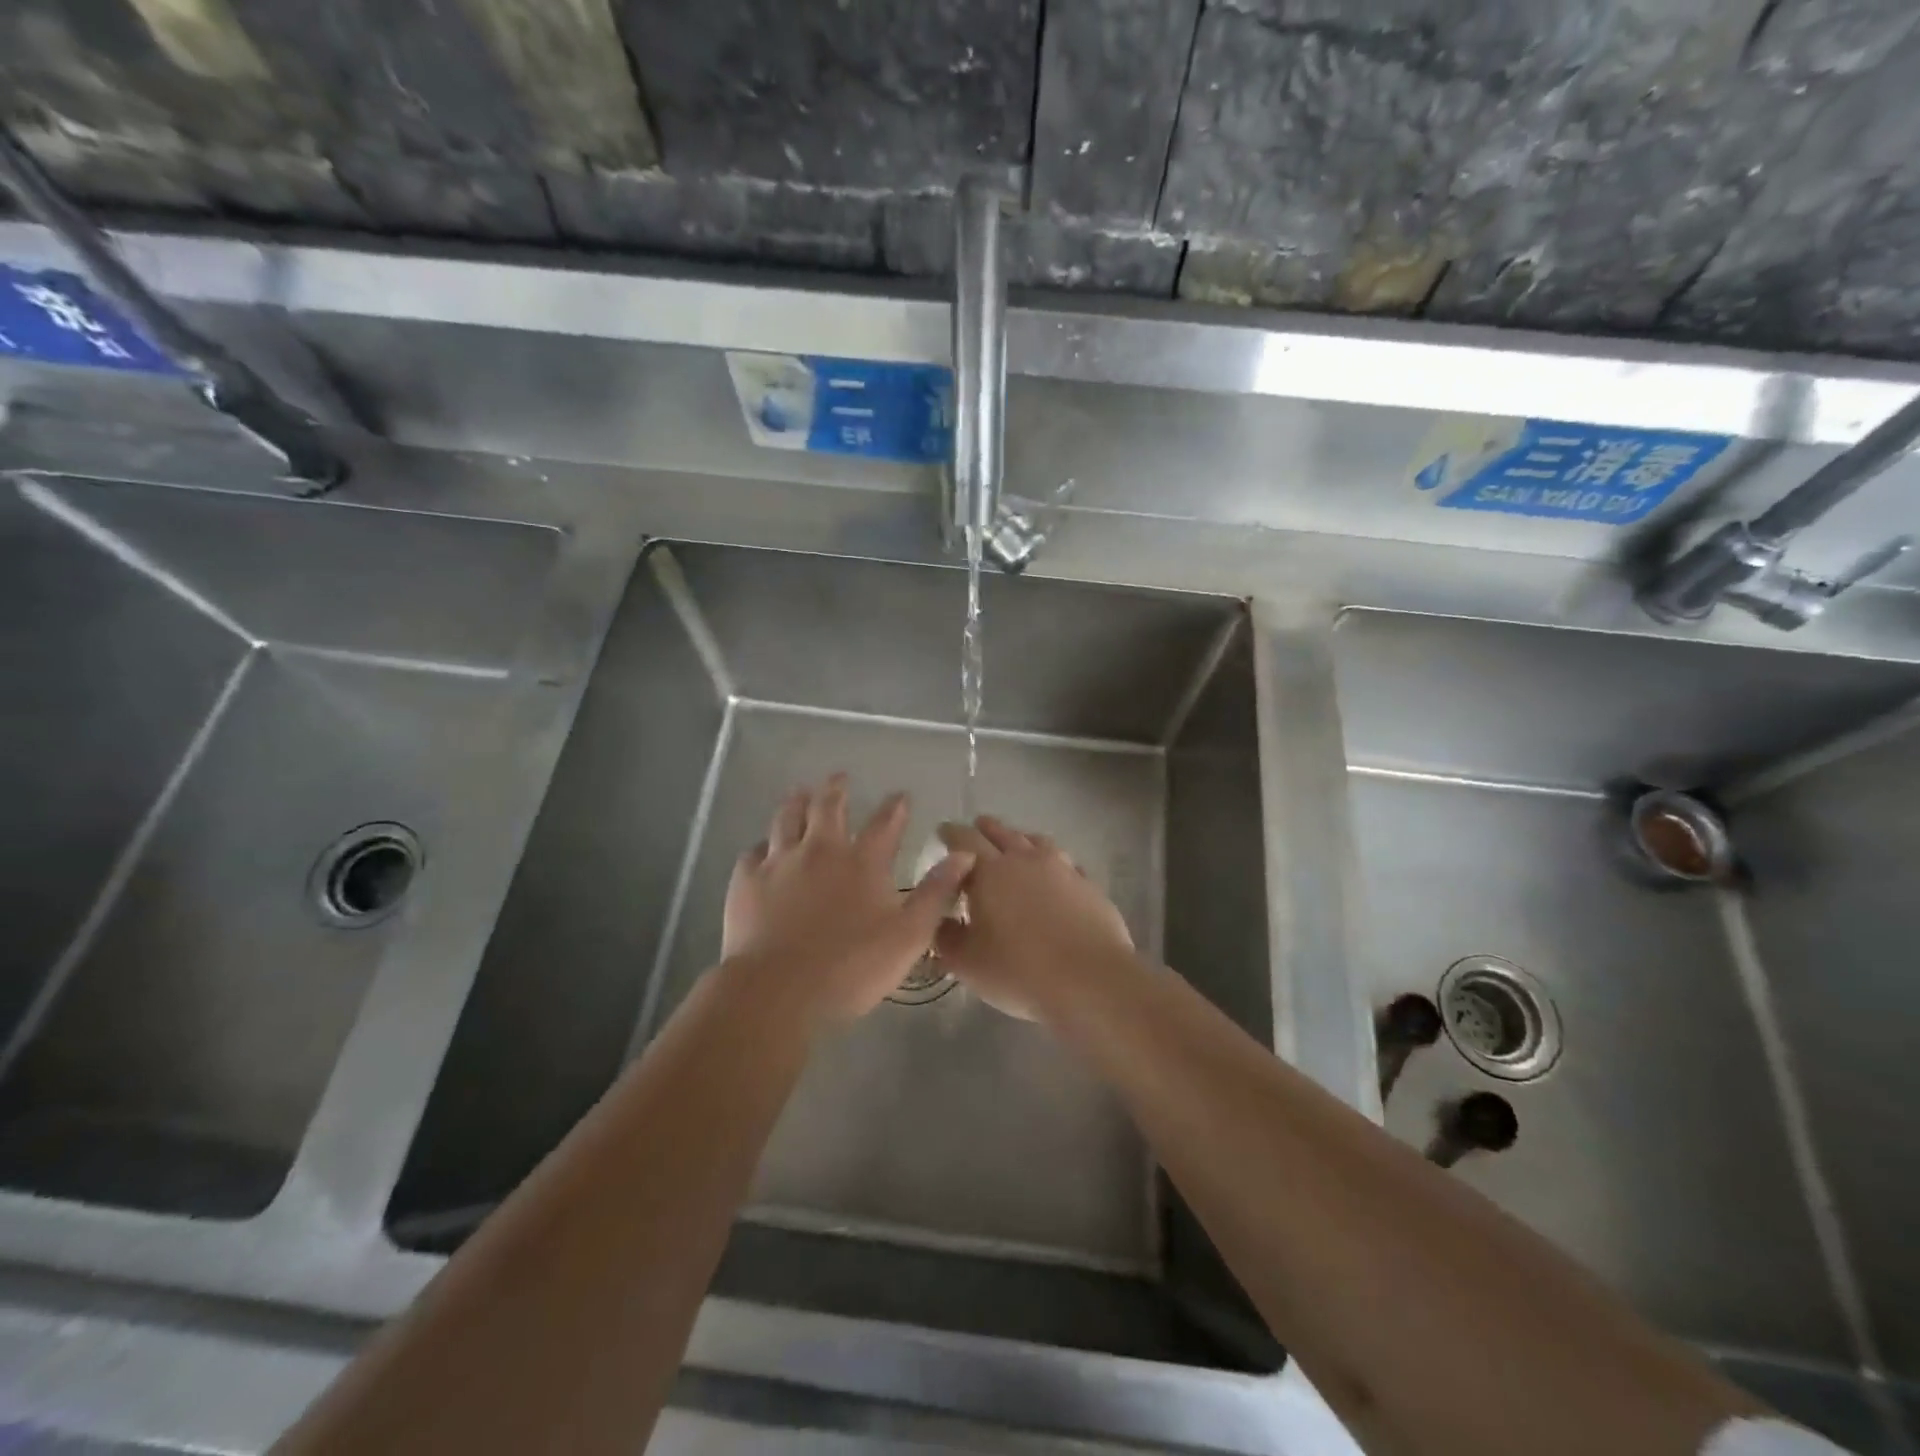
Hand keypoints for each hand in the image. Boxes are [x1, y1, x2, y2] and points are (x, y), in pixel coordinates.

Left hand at [721, 774, 972, 1026]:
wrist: (777, 991)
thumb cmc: (851, 967)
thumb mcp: (909, 935)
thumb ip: (936, 892)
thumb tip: (964, 854)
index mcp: (862, 862)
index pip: (884, 823)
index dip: (895, 807)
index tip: (900, 795)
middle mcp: (820, 850)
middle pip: (828, 807)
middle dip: (836, 789)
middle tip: (839, 778)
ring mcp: (779, 862)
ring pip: (787, 818)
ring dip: (796, 802)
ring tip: (800, 792)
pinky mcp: (747, 881)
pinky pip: (754, 851)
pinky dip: (763, 844)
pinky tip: (763, 848)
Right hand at [934, 816, 1135, 1021]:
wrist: (1090, 980)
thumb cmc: (1020, 970)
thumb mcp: (968, 963)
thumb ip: (946, 937)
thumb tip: (939, 919)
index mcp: (990, 872)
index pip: (964, 840)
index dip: (951, 833)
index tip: (943, 830)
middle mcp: (1025, 860)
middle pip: (1002, 833)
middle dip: (985, 828)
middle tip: (977, 826)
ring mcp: (1062, 869)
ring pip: (1037, 842)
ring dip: (1021, 839)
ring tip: (1016, 843)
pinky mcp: (1088, 885)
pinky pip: (1065, 863)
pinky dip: (1053, 862)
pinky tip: (1055, 873)